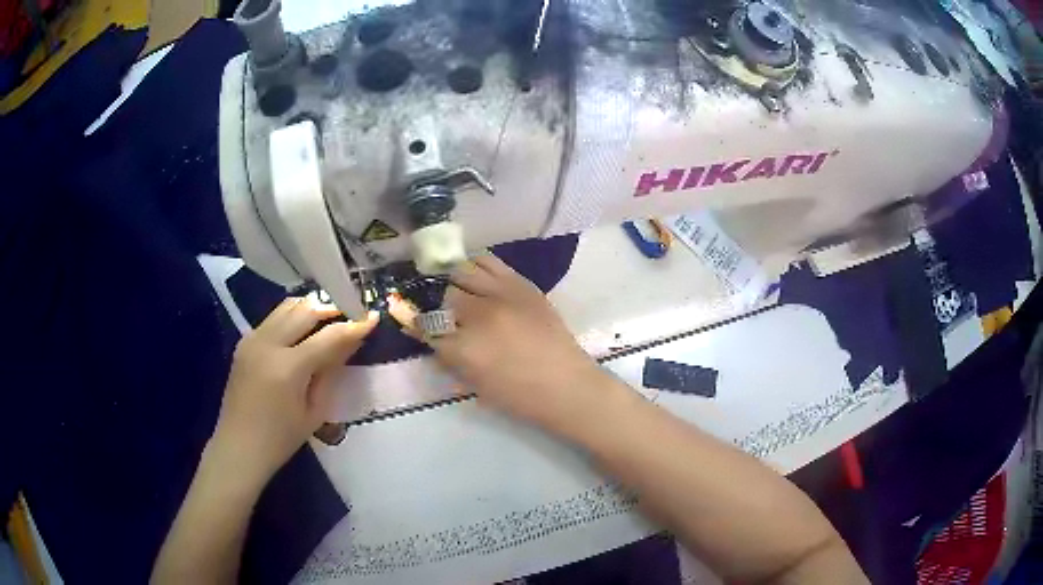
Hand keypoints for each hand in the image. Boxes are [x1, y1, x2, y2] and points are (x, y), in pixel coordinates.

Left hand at [212, 297, 377, 479]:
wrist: (238, 447)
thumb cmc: (280, 439)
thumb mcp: (314, 411)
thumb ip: (330, 371)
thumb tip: (350, 342)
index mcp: (287, 367)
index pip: (328, 337)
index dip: (354, 325)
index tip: (373, 316)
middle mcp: (267, 344)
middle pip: (305, 310)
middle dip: (332, 308)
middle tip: (351, 312)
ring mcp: (252, 339)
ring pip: (287, 307)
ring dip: (311, 308)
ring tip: (329, 317)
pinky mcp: (244, 341)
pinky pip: (273, 318)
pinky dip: (293, 317)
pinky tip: (303, 330)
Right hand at [390, 253, 605, 429]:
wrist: (567, 385)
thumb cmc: (520, 397)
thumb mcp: (475, 385)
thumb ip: (450, 359)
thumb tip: (434, 340)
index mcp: (465, 348)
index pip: (427, 327)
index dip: (420, 327)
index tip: (416, 325)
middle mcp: (479, 315)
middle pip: (445, 296)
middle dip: (441, 307)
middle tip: (446, 314)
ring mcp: (501, 294)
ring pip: (462, 271)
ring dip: (455, 282)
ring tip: (459, 291)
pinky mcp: (521, 284)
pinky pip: (489, 261)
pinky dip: (476, 266)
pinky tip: (476, 277)